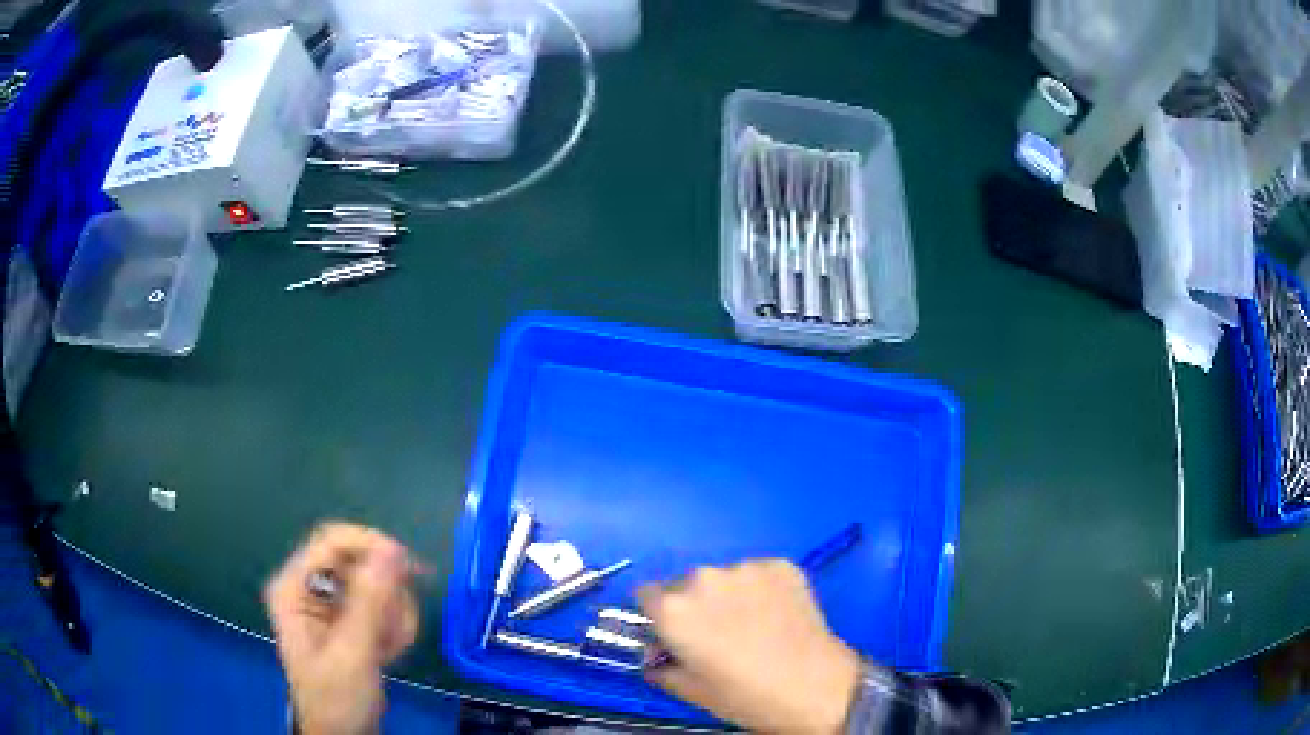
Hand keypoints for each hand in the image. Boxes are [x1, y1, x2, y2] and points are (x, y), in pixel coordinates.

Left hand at [264, 522, 419, 734]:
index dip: (371, 546)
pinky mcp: (351, 619)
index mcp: (295, 586)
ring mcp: (332, 603)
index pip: (333, 541)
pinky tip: (387, 651)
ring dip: (393, 616)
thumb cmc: (337, 698)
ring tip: (388, 648)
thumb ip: (369, 601)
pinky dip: (394, 626)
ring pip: (377, 584)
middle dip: (386, 596)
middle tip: (394, 630)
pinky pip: (383, 604)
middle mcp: (311, 586)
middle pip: (360, 562)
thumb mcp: (352, 652)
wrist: (344, 734)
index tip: (409, 567)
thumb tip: (393, 549)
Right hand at [638, 560, 860, 734]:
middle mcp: (704, 578)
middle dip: (694, 605)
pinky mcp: (781, 565)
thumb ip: (661, 667)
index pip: (645, 594)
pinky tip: (776, 615)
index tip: (674, 633)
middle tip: (717, 634)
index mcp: (673, 609)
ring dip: (728, 595)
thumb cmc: (745, 696)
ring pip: (724, 578)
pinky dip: (761, 590)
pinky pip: (758, 574)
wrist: (816, 687)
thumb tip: (656, 657)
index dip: (657, 615)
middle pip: (685, 584)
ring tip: (753, 625)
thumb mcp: (690, 691)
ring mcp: (746, 567)